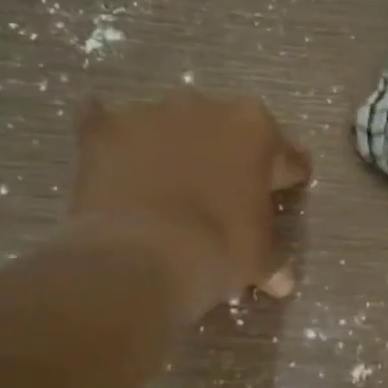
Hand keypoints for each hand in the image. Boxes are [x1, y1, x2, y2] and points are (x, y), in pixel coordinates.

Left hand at [69, 92, 310, 317]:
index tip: (283, 190)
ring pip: (168, 126)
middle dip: (224, 155)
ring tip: (166, 186)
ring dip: (171, 147)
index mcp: (255, 129)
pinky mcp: (103, 129)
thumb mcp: (258, 260)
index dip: (284, 175)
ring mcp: (150, 113)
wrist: (143, 257)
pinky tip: (113, 159)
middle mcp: (205, 107)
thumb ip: (272, 260)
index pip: (283, 153)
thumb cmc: (219, 251)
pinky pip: (105, 123)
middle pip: (223, 129)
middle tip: (222, 192)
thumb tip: (282, 281)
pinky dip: (110, 137)